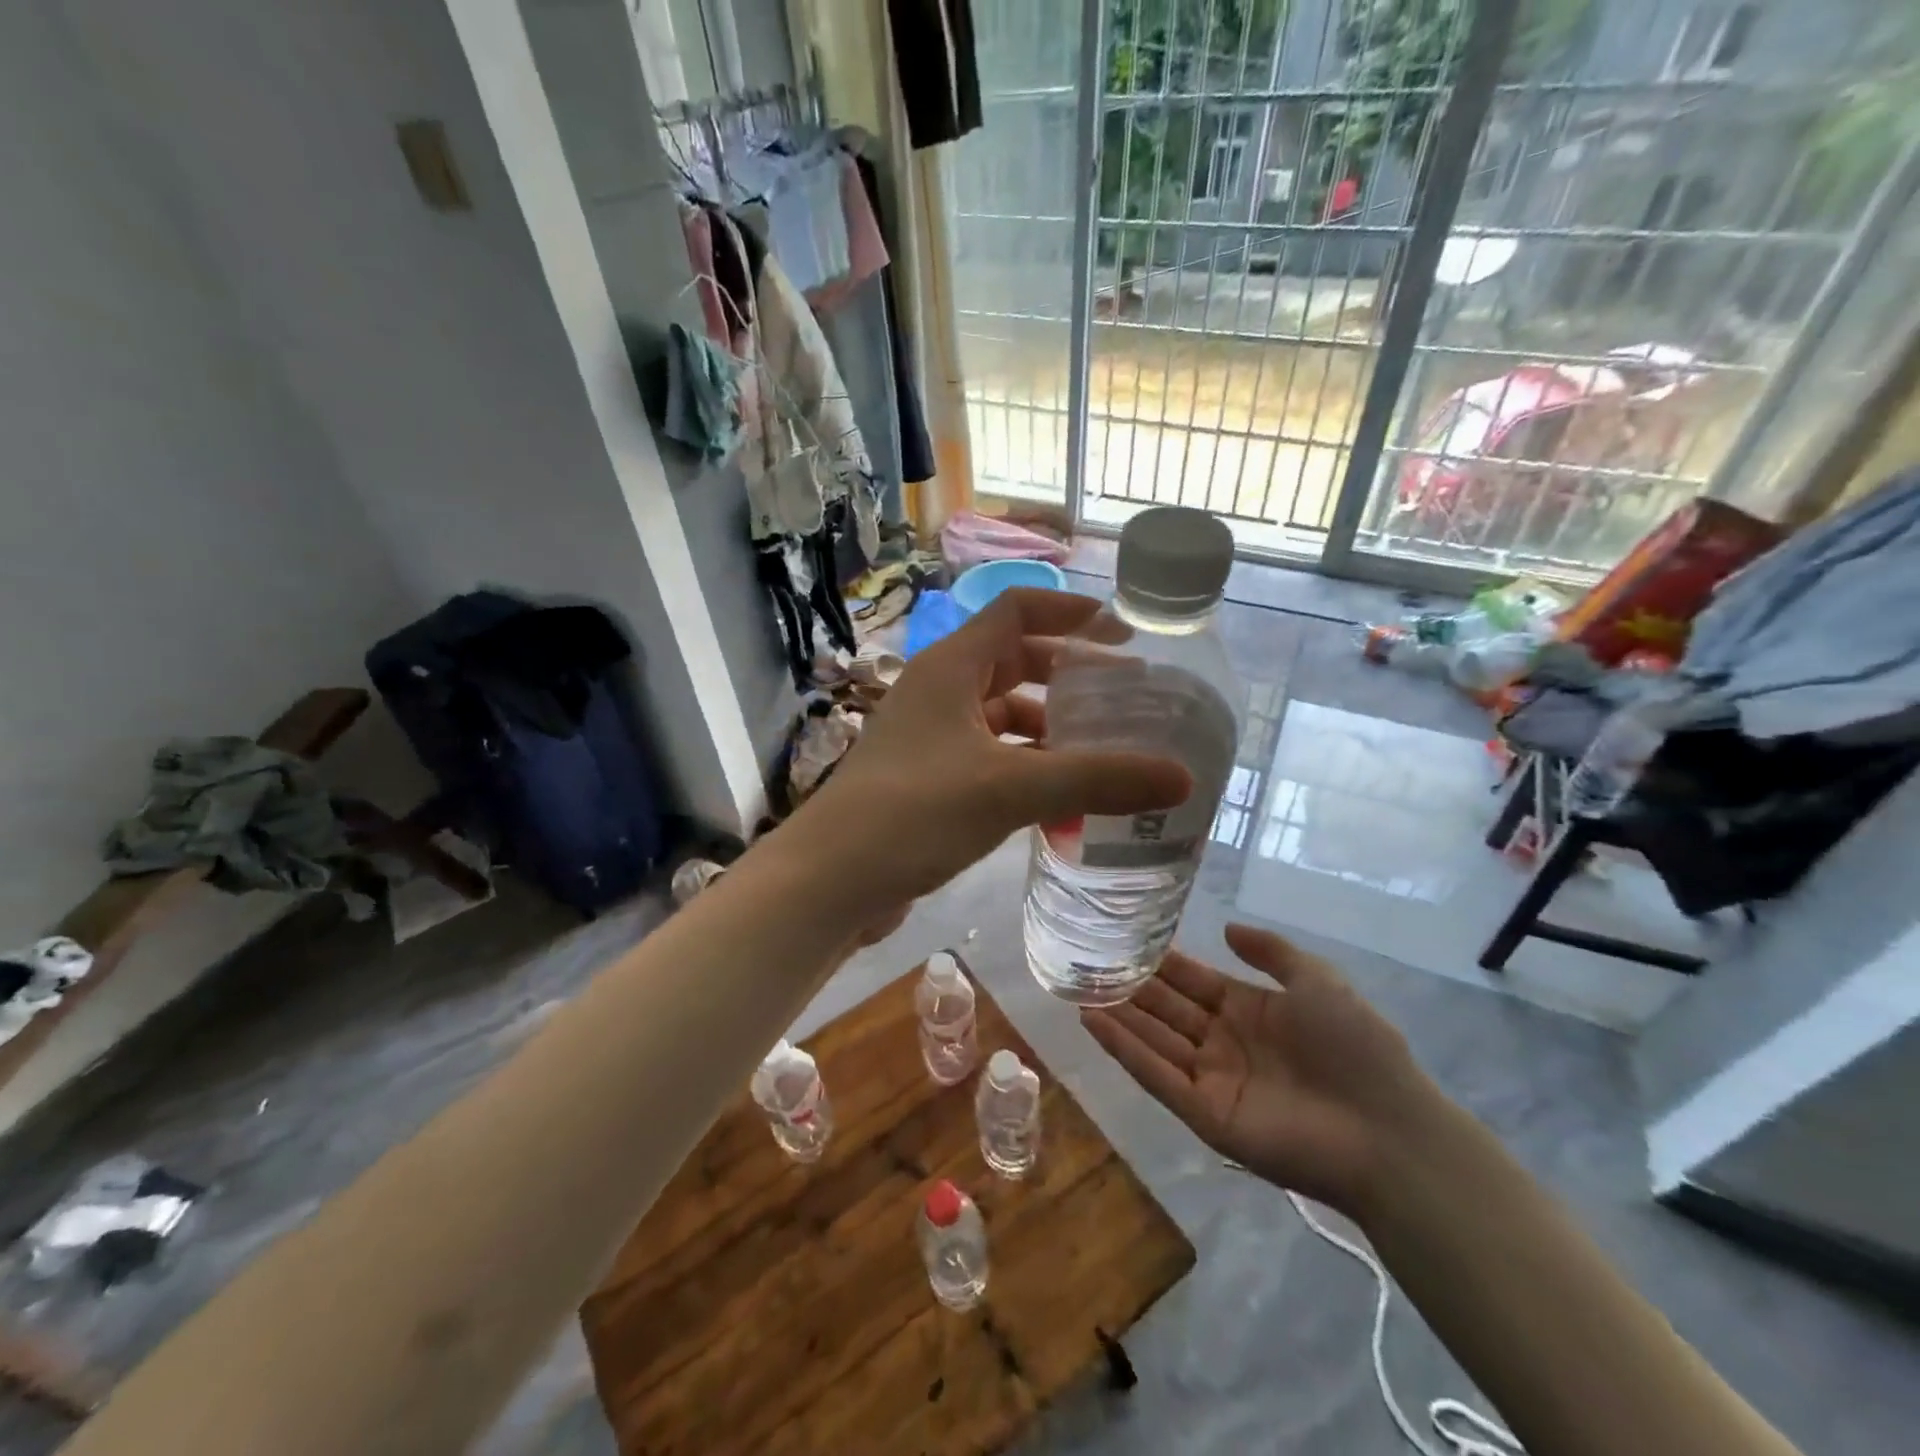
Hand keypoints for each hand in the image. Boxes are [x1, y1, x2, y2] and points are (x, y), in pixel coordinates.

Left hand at [791, 588, 1189, 910]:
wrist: (829, 881)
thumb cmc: (914, 813)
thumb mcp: (1010, 789)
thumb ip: (1095, 779)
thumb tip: (1182, 778)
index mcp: (951, 667)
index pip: (1018, 611)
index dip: (1071, 613)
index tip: (1124, 635)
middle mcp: (939, 692)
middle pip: (1015, 663)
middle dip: (1070, 677)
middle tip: (1126, 700)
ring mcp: (930, 738)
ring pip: (1003, 718)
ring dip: (1051, 732)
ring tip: (1103, 756)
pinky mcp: (928, 780)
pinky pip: (990, 760)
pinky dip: (1027, 772)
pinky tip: (1060, 805)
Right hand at [1082, 924, 1441, 1221]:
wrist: (1388, 1130)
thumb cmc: (1356, 1047)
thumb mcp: (1318, 982)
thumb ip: (1272, 952)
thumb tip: (1226, 927)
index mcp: (1249, 1011)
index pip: (1192, 981)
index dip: (1160, 962)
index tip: (1123, 938)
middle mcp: (1223, 1042)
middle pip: (1166, 1009)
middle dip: (1130, 986)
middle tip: (1086, 961)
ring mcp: (1212, 1080)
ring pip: (1154, 1040)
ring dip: (1118, 1015)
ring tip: (1077, 988)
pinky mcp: (1205, 1115)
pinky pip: (1158, 1077)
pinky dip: (1125, 1050)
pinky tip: (1094, 1022)